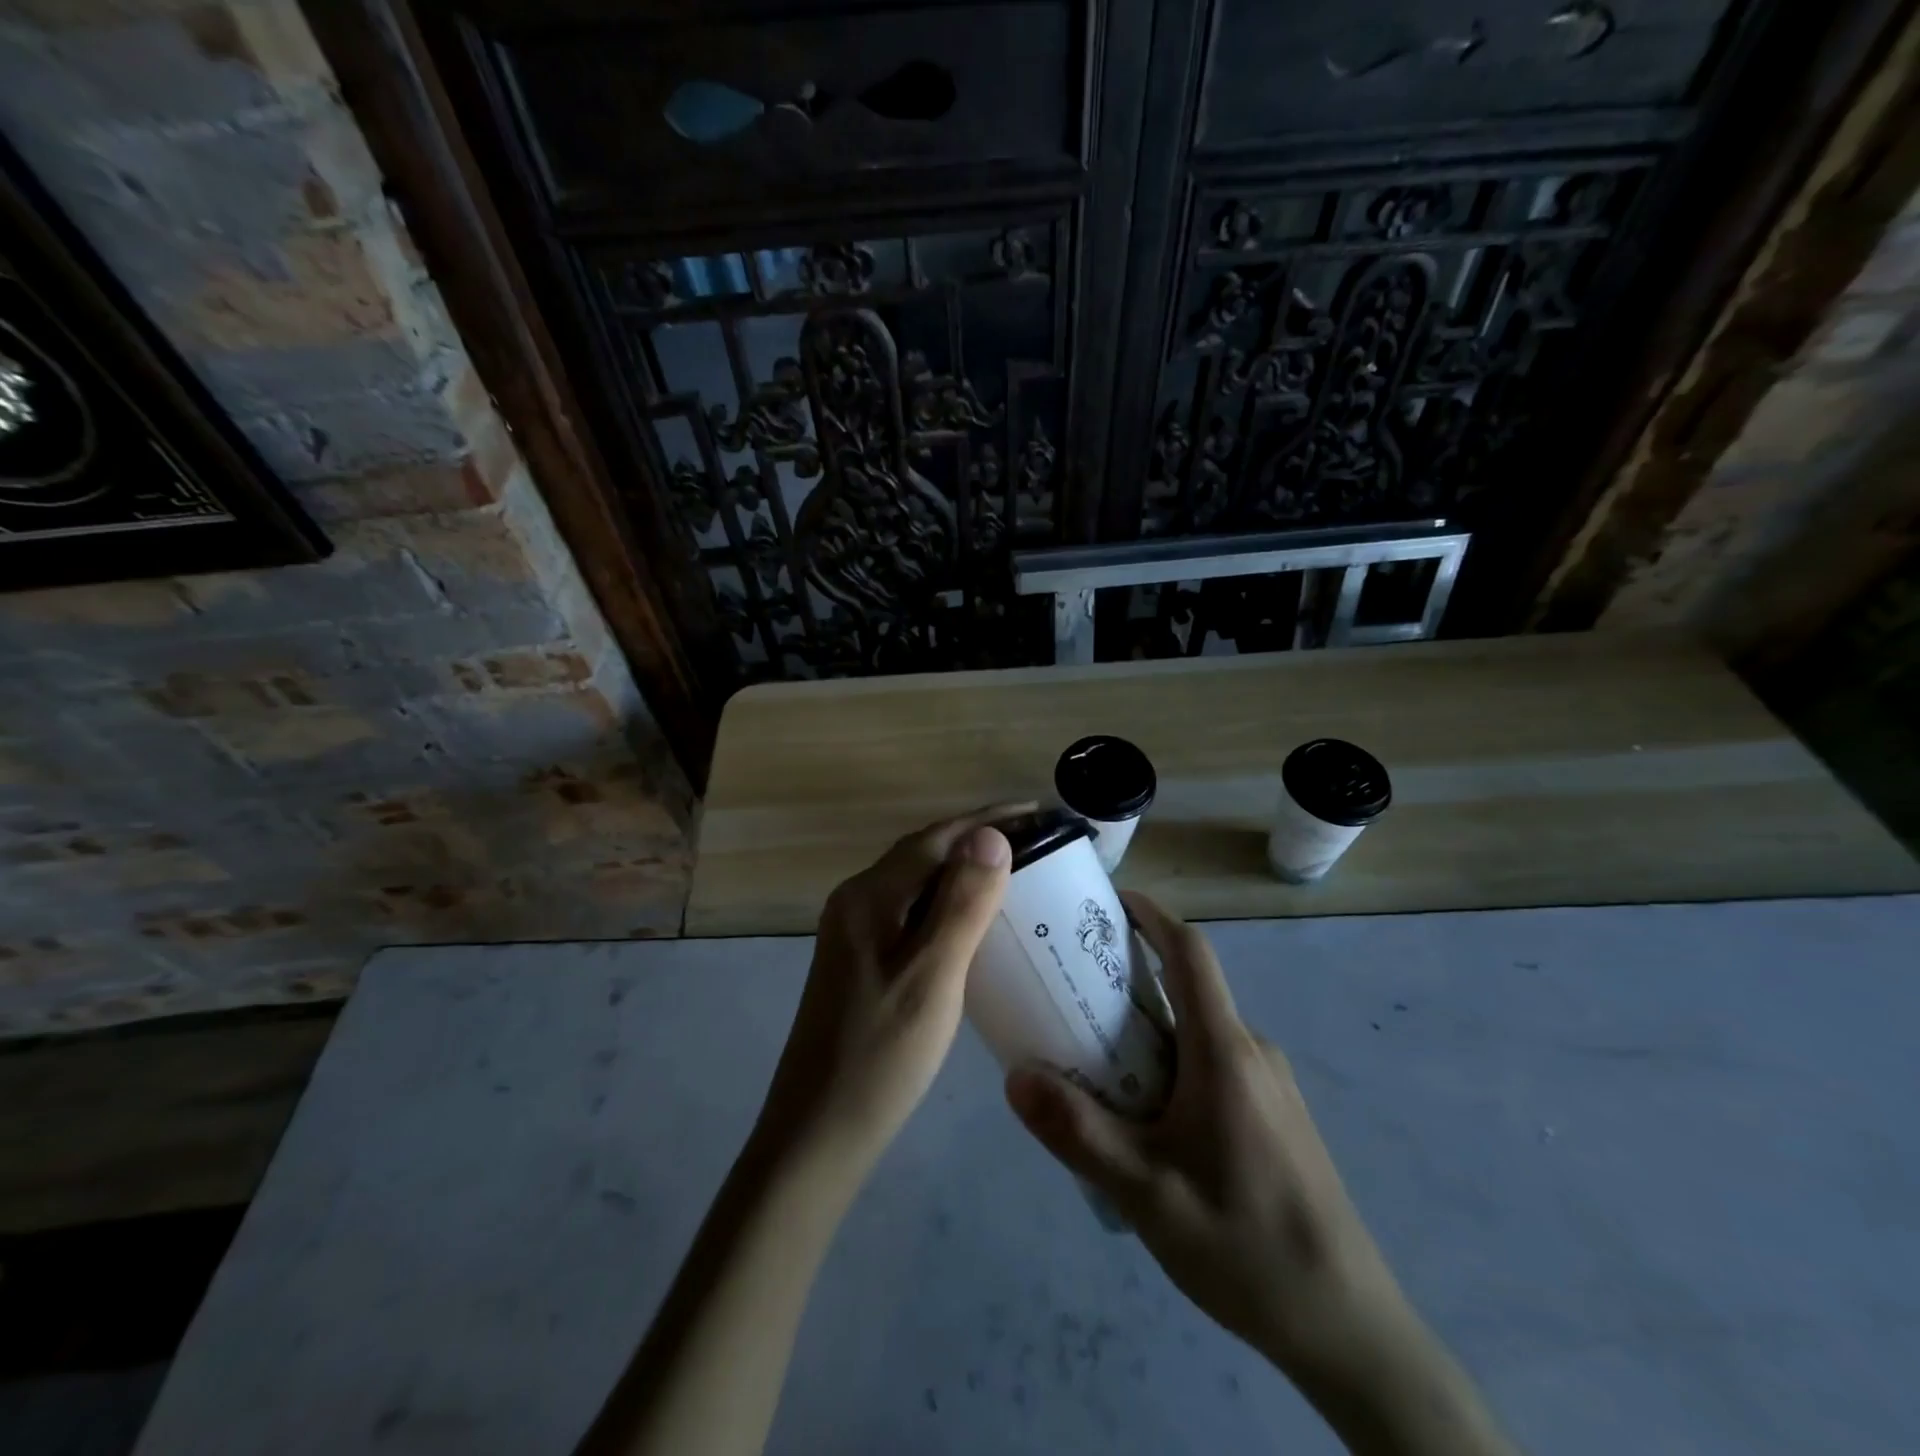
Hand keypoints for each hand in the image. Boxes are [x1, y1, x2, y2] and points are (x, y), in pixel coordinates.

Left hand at [755, 805, 1022, 1174]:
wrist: (818, 1132)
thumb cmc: (881, 1056)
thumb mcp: (932, 976)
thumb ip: (961, 903)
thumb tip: (991, 835)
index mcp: (870, 896)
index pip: (937, 838)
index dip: (990, 820)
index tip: (1041, 812)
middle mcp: (857, 901)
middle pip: (926, 853)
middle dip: (981, 840)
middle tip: (1040, 841)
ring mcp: (855, 931)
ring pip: (919, 882)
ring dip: (966, 870)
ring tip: (1020, 871)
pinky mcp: (862, 959)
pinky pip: (912, 912)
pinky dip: (949, 903)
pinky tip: (977, 920)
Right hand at [1005, 893, 1514, 1455]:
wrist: (1348, 1327)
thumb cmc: (1245, 1246)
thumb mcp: (1146, 1194)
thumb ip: (1079, 1133)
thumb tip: (1015, 1078)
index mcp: (1225, 1051)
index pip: (1190, 953)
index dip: (1152, 914)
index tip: (1110, 900)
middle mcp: (1252, 1051)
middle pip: (1188, 990)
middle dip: (1131, 977)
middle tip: (1072, 988)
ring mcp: (1270, 1084)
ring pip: (1200, 1031)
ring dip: (1149, 1028)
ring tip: (1093, 1057)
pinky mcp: (1275, 1114)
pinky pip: (1215, 1063)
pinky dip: (1172, 1061)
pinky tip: (1145, 1114)